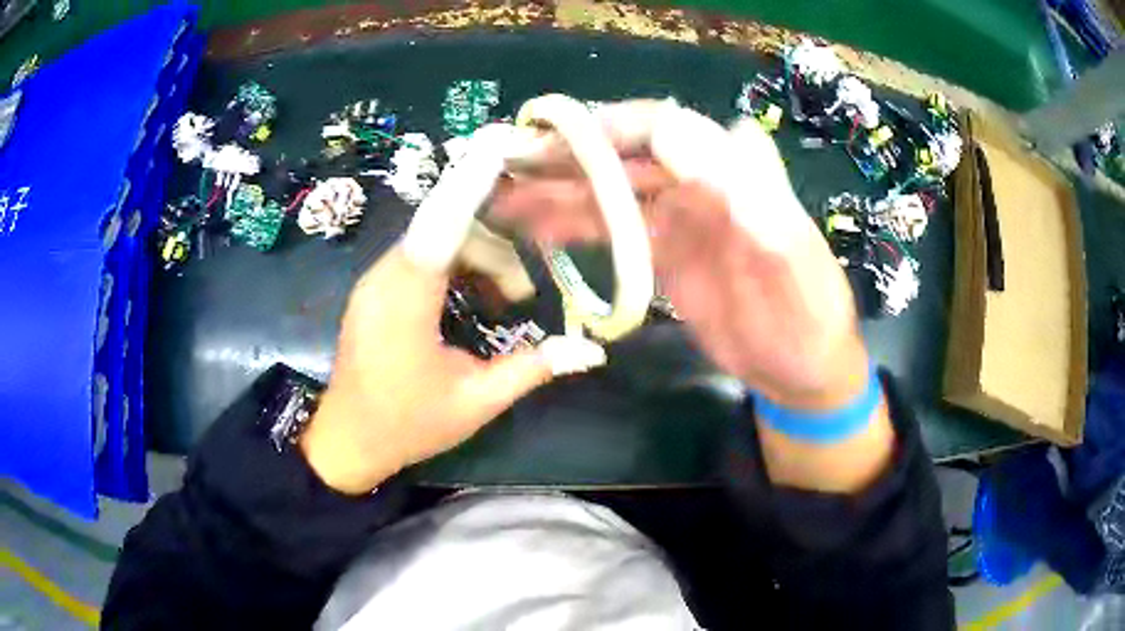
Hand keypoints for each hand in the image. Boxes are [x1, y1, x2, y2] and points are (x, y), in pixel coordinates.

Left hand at [301, 126, 607, 494]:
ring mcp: (377, 280)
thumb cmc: (407, 424)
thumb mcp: (476, 401)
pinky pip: (422, 258)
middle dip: (494, 249)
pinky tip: (475, 302)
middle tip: (523, 295)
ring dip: (478, 260)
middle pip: (448, 228)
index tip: (505, 143)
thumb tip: (592, 351)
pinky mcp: (376, 290)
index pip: (443, 221)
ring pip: (436, 241)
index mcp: (405, 298)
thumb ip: (532, 368)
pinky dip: (456, 268)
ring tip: (505, 303)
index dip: (474, 180)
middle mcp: (386, 275)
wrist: (348, 442)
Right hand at [493, 101, 868, 410]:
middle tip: (508, 164)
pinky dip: (575, 226)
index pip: (664, 129)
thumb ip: (744, 194)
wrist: (804, 371)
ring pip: (612, 192)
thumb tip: (672, 132)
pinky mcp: (666, 253)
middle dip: (568, 157)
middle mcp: (702, 183)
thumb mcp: (790, 258)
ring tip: (504, 198)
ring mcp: (680, 218)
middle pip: (627, 156)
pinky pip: (614, 231)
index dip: (607, 129)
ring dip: (559, 191)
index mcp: (734, 172)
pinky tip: (537, 228)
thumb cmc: (807, 318)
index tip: (553, 141)